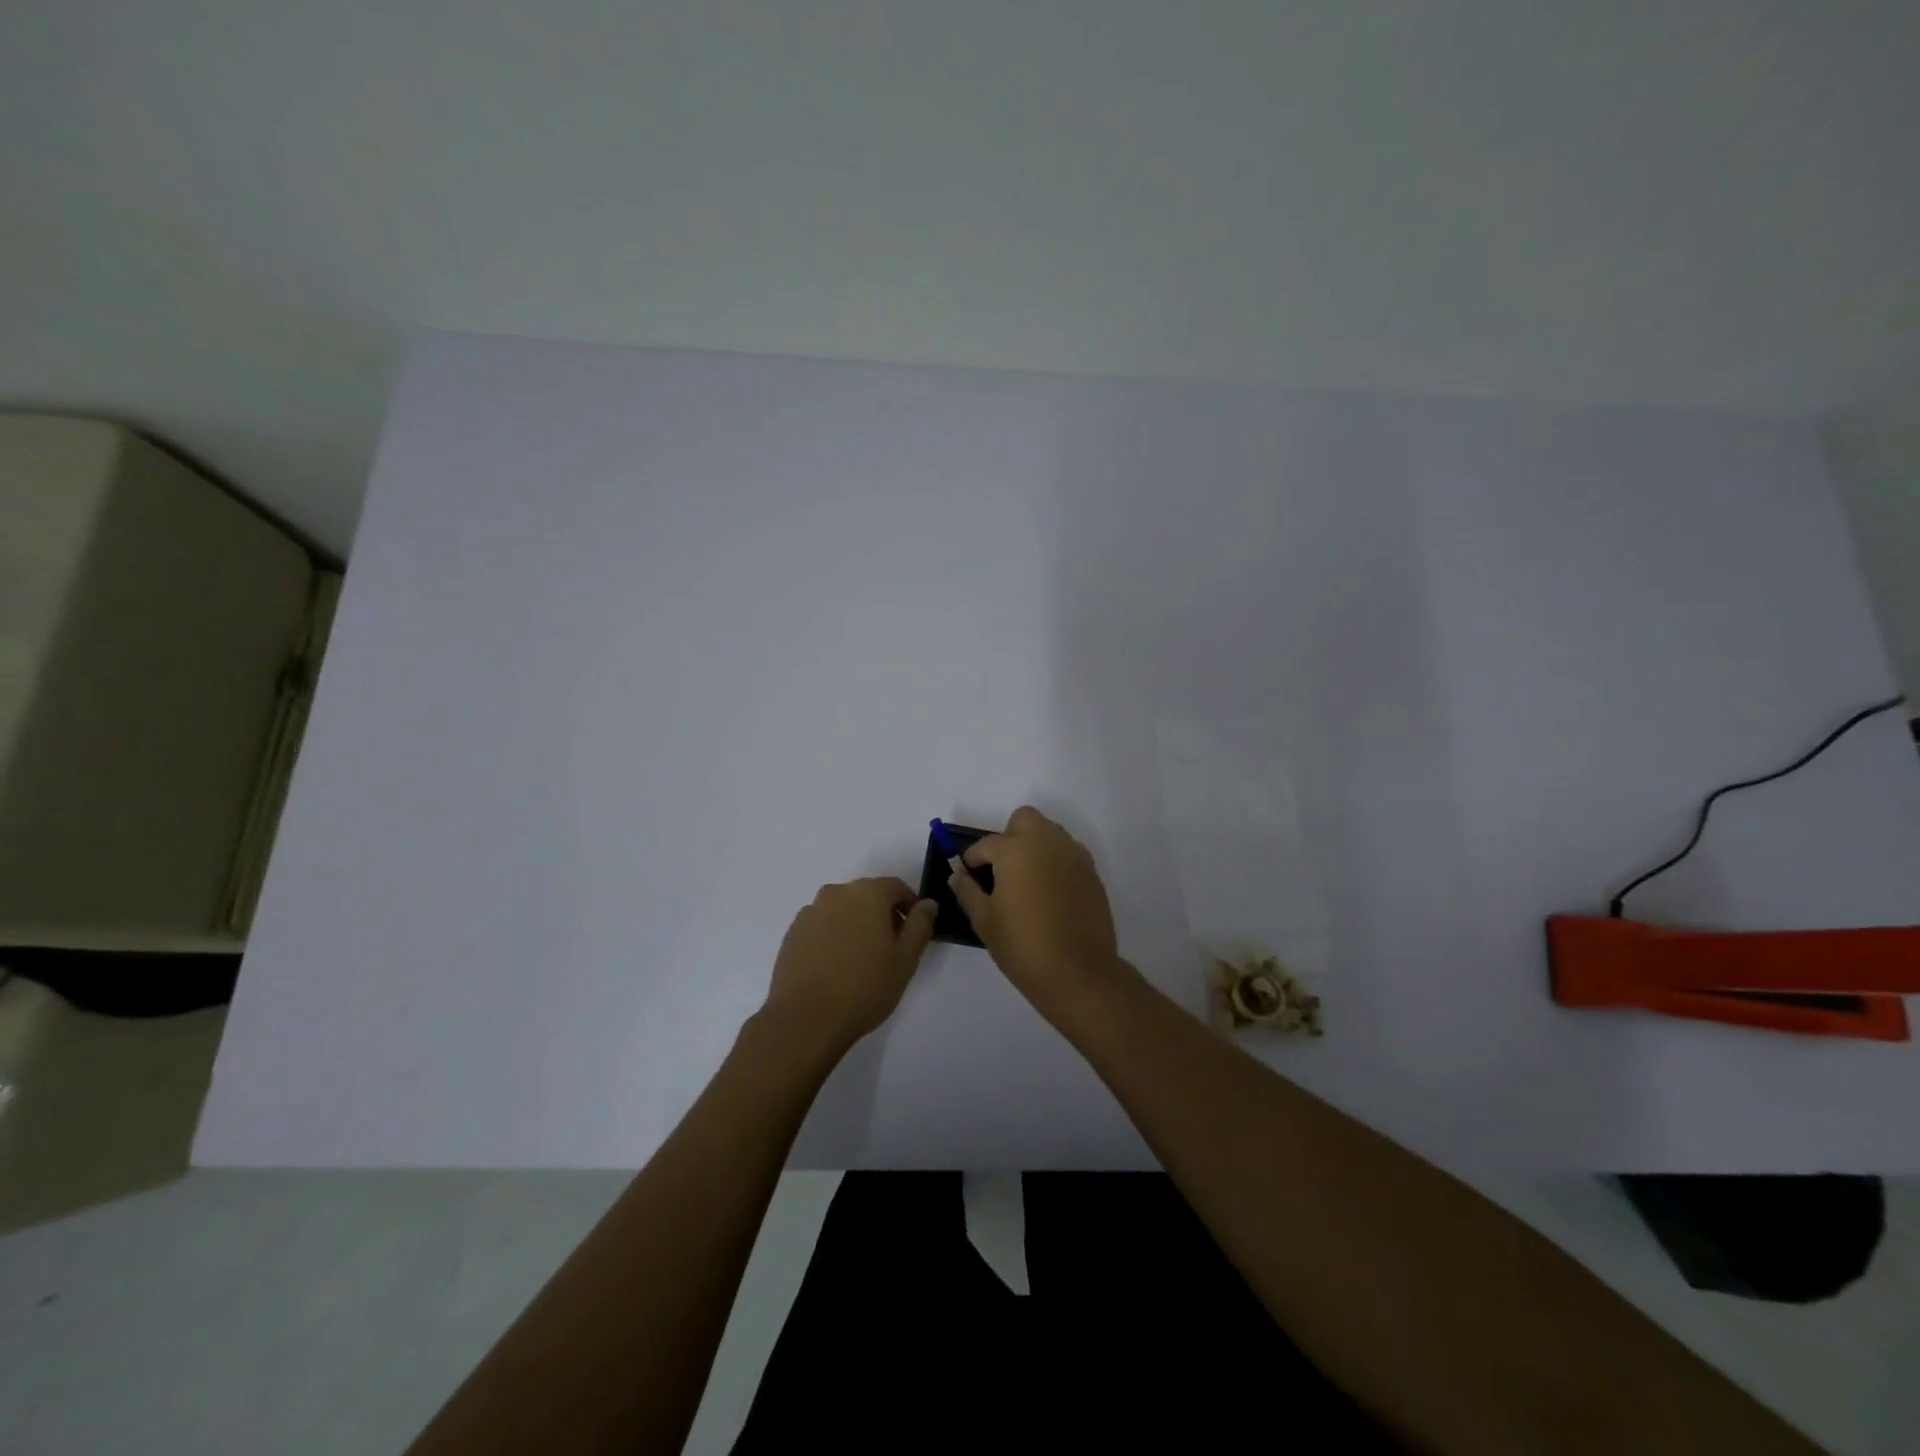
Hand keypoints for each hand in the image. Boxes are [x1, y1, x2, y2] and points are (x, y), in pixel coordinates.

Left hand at [762, 878, 937, 1057]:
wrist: (805, 1020)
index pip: (896, 887)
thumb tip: (927, 904)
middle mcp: (836, 893)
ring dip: (856, 925)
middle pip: (868, 896)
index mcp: (867, 893)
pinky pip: (822, 925)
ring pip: (843, 910)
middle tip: (890, 950)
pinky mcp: (792, 932)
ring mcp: (810, 912)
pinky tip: (835, 967)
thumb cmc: (864, 987)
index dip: (909, 907)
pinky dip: (833, 937)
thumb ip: (920, 925)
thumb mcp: (906, 959)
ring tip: (860, 961)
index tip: (913, 933)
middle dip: (882, 915)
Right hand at [948, 807, 1131, 1026]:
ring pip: (1050, 833)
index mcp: (1016, 849)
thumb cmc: (1022, 944)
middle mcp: (1047, 842)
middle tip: (1001, 868)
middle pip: (1024, 819)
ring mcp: (1074, 856)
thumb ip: (967, 891)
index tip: (967, 873)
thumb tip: (957, 876)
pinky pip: (1068, 854)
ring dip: (1034, 846)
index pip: (986, 843)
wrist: (1078, 972)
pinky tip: (1049, 894)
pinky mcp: (1092, 873)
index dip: (972, 858)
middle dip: (1009, 835)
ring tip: (1025, 881)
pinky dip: (1055, 863)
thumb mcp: (984, 920)